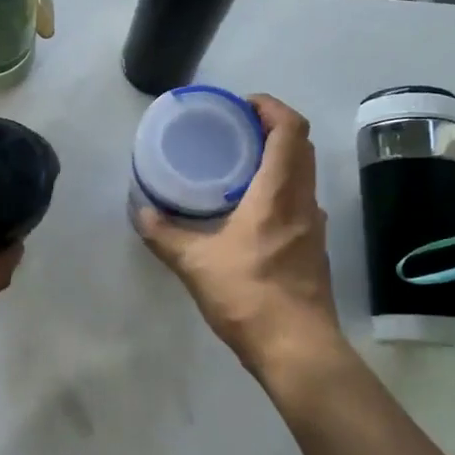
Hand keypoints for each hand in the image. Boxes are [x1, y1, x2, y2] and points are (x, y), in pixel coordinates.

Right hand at [136, 95, 352, 391]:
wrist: (297, 350)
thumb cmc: (249, 296)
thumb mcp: (195, 263)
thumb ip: (164, 234)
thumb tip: (140, 212)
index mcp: (278, 192)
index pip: (291, 129)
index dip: (271, 107)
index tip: (242, 105)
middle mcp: (303, 201)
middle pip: (301, 146)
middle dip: (272, 128)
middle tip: (235, 129)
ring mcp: (314, 226)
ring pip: (303, 174)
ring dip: (278, 159)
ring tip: (238, 165)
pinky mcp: (313, 249)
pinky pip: (299, 200)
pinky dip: (279, 189)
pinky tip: (249, 210)